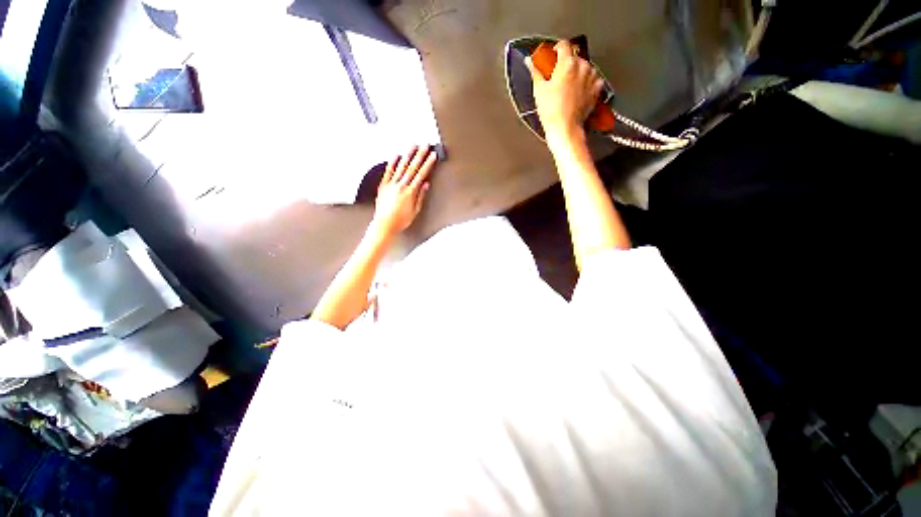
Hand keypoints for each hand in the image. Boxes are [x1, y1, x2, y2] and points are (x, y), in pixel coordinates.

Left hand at [372, 145, 436, 236]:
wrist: (384, 224)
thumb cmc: (400, 220)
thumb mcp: (415, 211)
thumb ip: (420, 196)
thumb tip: (425, 184)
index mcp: (410, 192)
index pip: (421, 174)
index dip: (428, 164)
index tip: (433, 156)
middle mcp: (401, 186)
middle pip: (412, 167)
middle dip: (420, 155)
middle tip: (425, 145)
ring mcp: (391, 184)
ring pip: (401, 166)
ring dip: (408, 155)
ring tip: (413, 145)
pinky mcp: (383, 186)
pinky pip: (388, 172)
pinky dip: (392, 163)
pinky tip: (396, 155)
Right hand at [526, 40, 603, 142]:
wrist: (565, 128)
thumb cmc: (552, 111)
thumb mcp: (539, 90)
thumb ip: (536, 71)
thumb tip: (530, 61)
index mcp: (567, 63)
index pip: (563, 44)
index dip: (555, 50)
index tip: (551, 57)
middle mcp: (582, 66)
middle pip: (574, 56)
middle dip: (565, 63)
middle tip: (556, 77)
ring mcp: (591, 77)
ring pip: (584, 67)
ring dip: (576, 72)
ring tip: (566, 87)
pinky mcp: (596, 89)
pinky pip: (593, 79)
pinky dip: (586, 82)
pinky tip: (577, 92)